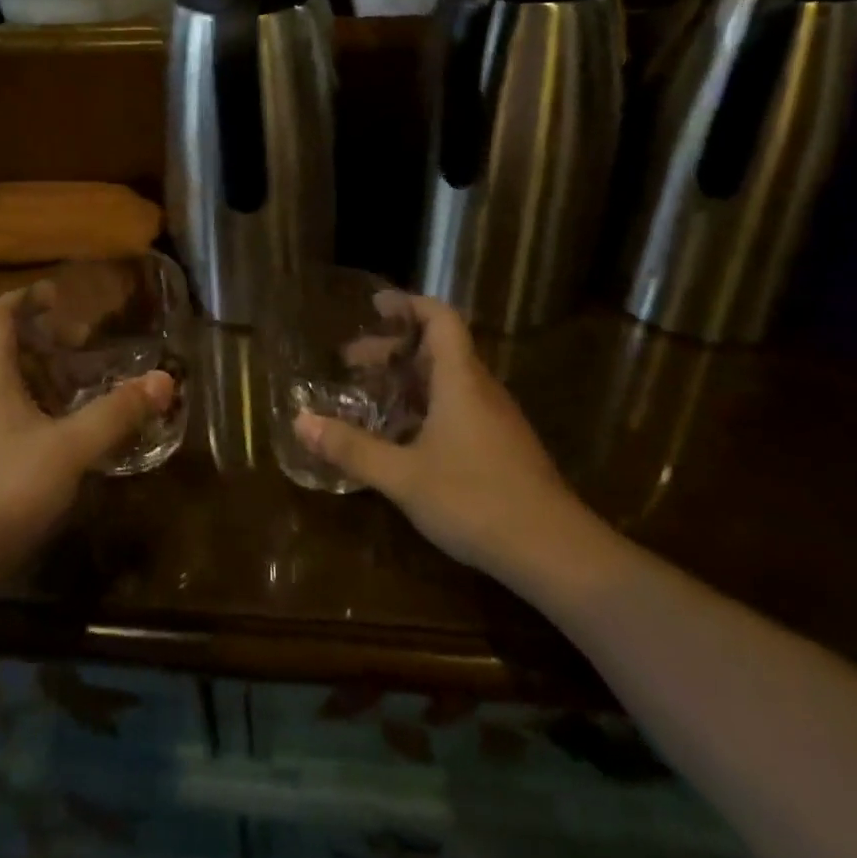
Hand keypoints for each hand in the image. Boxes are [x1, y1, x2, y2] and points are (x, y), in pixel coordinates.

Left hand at [0, 288, 173, 580]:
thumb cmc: (4, 488)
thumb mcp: (70, 448)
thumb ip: (117, 412)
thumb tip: (163, 380)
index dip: (28, 297)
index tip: (62, 294)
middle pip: (5, 347)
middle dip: (46, 340)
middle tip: (87, 344)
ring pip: (5, 383)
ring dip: (43, 377)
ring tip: (84, 385)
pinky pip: (3, 414)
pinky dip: (35, 408)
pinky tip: (64, 433)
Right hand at [294, 296, 589, 582]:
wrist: (556, 553)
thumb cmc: (475, 500)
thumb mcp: (403, 475)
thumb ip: (352, 448)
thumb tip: (300, 422)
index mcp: (460, 379)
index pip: (440, 319)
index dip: (408, 304)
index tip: (375, 305)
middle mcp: (480, 388)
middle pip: (437, 349)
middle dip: (393, 349)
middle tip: (351, 360)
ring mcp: (495, 419)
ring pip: (447, 380)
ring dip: (408, 379)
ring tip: (370, 395)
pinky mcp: (502, 446)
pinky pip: (458, 406)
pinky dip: (425, 406)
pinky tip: (403, 437)